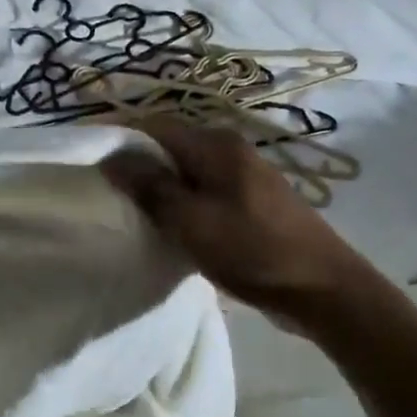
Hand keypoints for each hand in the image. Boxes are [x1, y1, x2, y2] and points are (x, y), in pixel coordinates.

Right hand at [102, 120, 363, 320]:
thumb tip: (111, 157)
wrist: (325, 290)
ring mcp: (244, 175)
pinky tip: (171, 227)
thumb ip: (150, 186)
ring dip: (159, 188)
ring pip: (185, 171)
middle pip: (169, 147)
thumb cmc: (253, 250)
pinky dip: (182, 203)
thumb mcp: (191, 220)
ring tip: (133, 213)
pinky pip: (203, 191)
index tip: (91, 165)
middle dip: (137, 166)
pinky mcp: (250, 201)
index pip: (152, 126)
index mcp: (215, 145)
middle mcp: (230, 149)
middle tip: (108, 194)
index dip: (119, 140)